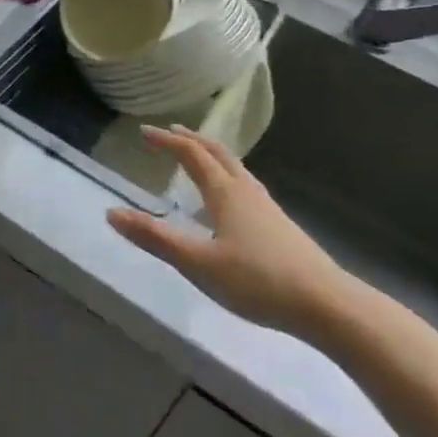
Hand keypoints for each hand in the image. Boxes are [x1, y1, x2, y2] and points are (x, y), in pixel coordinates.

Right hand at [108, 126, 357, 339]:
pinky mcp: (279, 224)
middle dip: (191, 140)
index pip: (191, 154)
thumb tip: (111, 213)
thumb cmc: (257, 281)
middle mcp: (246, 190)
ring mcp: (267, 206)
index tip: (144, 133)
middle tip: (169, 133)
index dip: (166, 142)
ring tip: (197, 156)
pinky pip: (245, 184)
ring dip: (211, 154)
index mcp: (225, 192)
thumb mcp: (198, 263)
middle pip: (217, 152)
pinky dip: (227, 175)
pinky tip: (230, 199)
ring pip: (235, 167)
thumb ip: (155, 239)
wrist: (326, 304)